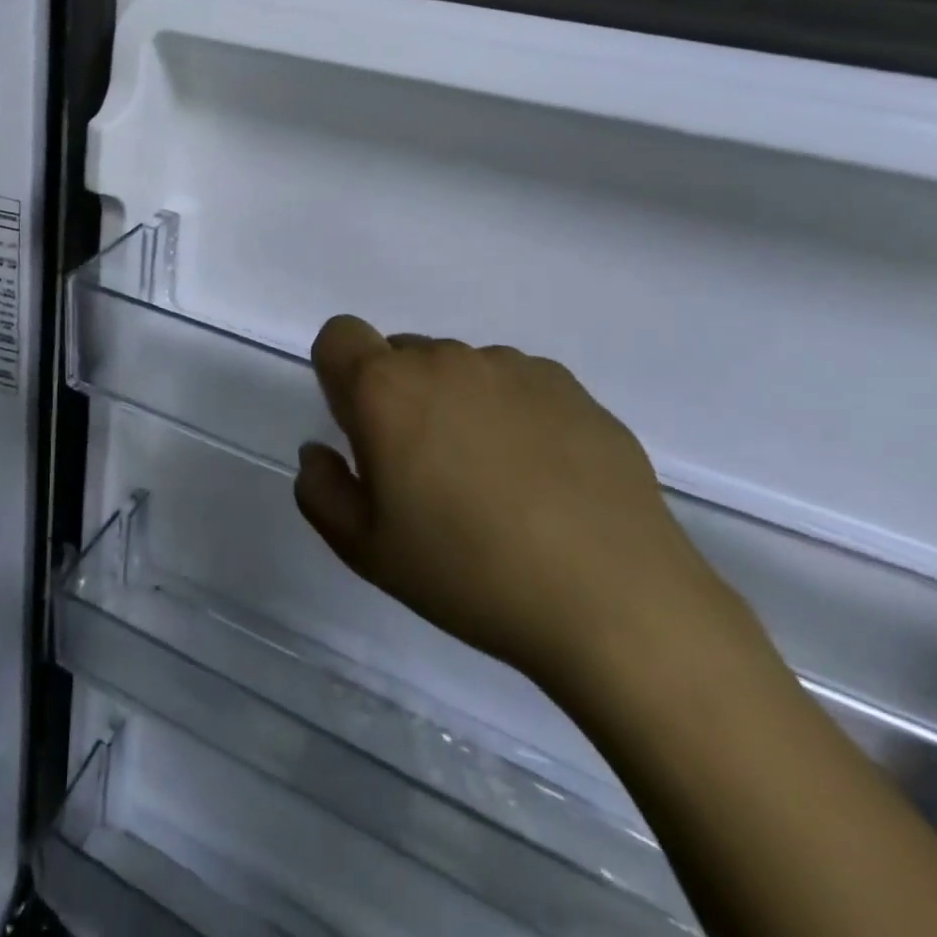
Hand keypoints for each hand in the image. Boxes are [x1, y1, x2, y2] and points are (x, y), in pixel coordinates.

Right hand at [293, 316, 736, 695]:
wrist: (616, 601)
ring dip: (455, 404)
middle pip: (399, 355)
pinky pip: (515, 383)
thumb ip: (320, 489)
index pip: (339, 335)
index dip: (339, 374)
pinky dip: (510, 413)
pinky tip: (542, 477)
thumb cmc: (469, 574)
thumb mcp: (366, 550)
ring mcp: (512, 367)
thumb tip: (320, 451)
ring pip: (458, 370)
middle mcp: (444, 359)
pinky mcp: (569, 386)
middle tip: (426, 471)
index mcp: (386, 389)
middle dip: (397, 398)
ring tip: (493, 480)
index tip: (361, 428)